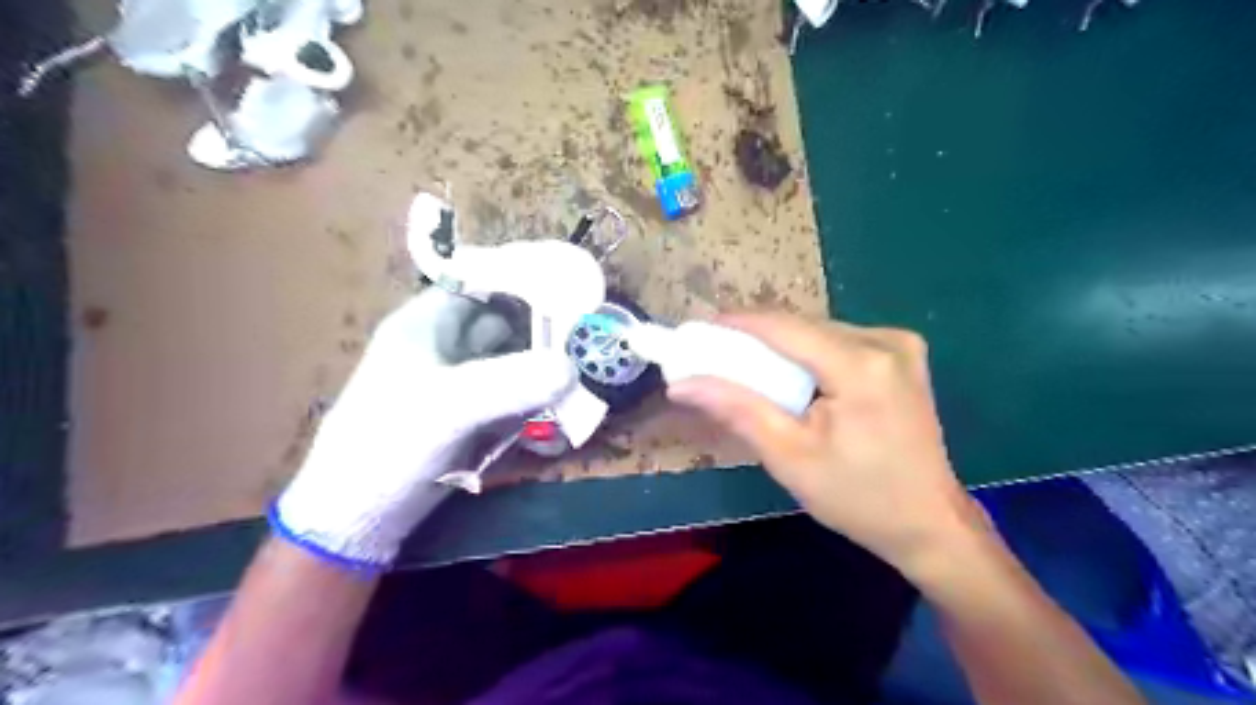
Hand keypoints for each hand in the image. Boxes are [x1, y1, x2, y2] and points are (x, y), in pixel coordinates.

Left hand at [272, 287, 573, 565]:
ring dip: (543, 373)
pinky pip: (512, 398)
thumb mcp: (450, 407)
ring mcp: (460, 384)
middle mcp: (445, 346)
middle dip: (544, 332)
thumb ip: (512, 383)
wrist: (360, 518)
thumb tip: (573, 366)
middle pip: (505, 323)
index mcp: (426, 324)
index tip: (569, 290)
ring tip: (579, 384)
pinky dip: (534, 405)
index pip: (480, 283)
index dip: (522, 280)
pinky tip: (555, 422)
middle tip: (587, 342)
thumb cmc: (390, 444)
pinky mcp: (471, 416)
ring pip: (513, 362)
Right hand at [671, 312, 985, 573]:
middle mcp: (885, 340)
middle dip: (757, 339)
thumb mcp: (788, 456)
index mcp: (860, 364)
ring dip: (782, 347)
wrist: (929, 524)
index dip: (736, 324)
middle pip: (802, 326)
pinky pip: (840, 342)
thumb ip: (736, 409)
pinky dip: (808, 355)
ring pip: (819, 332)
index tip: (698, 331)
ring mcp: (901, 345)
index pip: (784, 327)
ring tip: (747, 368)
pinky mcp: (904, 356)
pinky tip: (792, 378)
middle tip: (716, 356)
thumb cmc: (857, 497)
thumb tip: (682, 384)